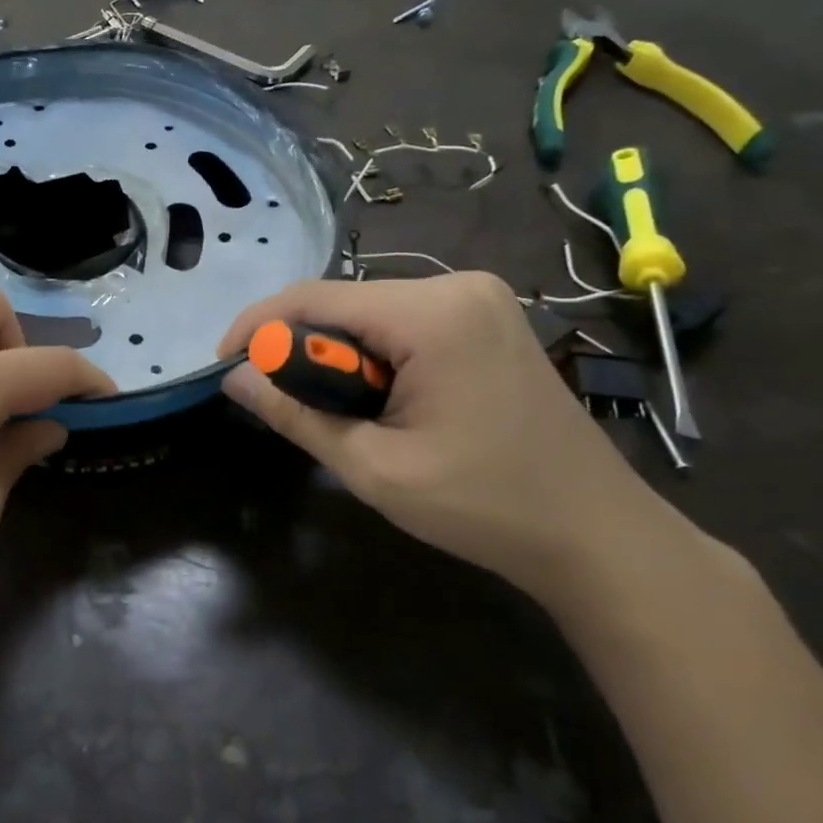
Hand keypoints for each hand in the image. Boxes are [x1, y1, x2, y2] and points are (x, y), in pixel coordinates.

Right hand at [219, 274, 684, 604]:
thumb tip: (234, 378)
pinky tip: (375, 398)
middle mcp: (456, 286)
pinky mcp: (486, 320)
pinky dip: (371, 354)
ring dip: (335, 354)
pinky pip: (401, 323)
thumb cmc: (486, 506)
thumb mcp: (375, 467)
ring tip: (330, 410)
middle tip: (277, 400)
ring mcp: (478, 300)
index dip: (258, 327)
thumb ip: (296, 414)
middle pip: (342, 301)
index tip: (224, 366)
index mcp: (433, 313)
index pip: (314, 297)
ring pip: (368, 312)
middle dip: (298, 347)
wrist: (598, 535)